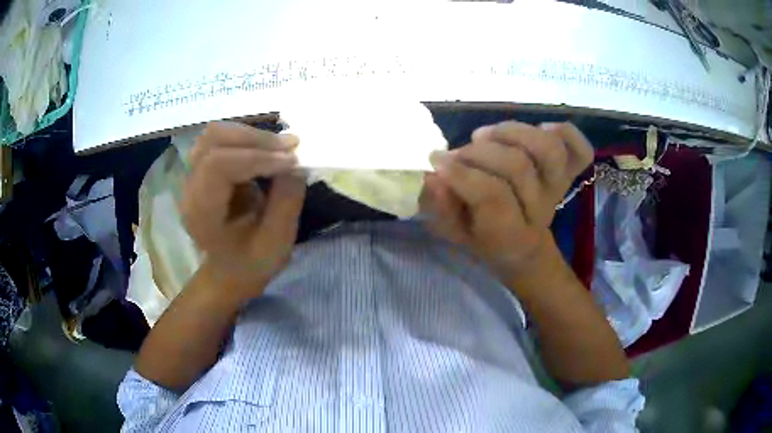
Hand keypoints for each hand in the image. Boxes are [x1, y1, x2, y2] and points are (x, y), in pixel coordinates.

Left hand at [180, 122, 305, 303]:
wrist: (229, 270)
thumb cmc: (250, 263)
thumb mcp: (275, 242)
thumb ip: (286, 202)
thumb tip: (296, 163)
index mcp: (201, 213)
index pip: (218, 166)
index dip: (256, 157)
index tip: (292, 161)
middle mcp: (191, 188)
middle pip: (213, 140)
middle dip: (255, 138)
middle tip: (291, 146)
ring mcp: (194, 175)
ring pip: (216, 134)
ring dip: (251, 134)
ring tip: (281, 146)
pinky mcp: (203, 168)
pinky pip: (222, 139)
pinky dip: (247, 138)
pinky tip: (268, 149)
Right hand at [421, 121, 592, 281]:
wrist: (522, 250)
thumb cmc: (483, 239)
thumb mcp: (455, 234)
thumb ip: (443, 208)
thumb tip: (434, 177)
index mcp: (510, 234)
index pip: (492, 196)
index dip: (463, 174)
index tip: (437, 162)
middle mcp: (539, 210)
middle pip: (518, 167)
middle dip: (479, 153)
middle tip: (458, 153)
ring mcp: (557, 189)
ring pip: (548, 150)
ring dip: (513, 133)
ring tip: (486, 135)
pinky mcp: (568, 174)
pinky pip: (580, 150)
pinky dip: (565, 132)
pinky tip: (542, 128)